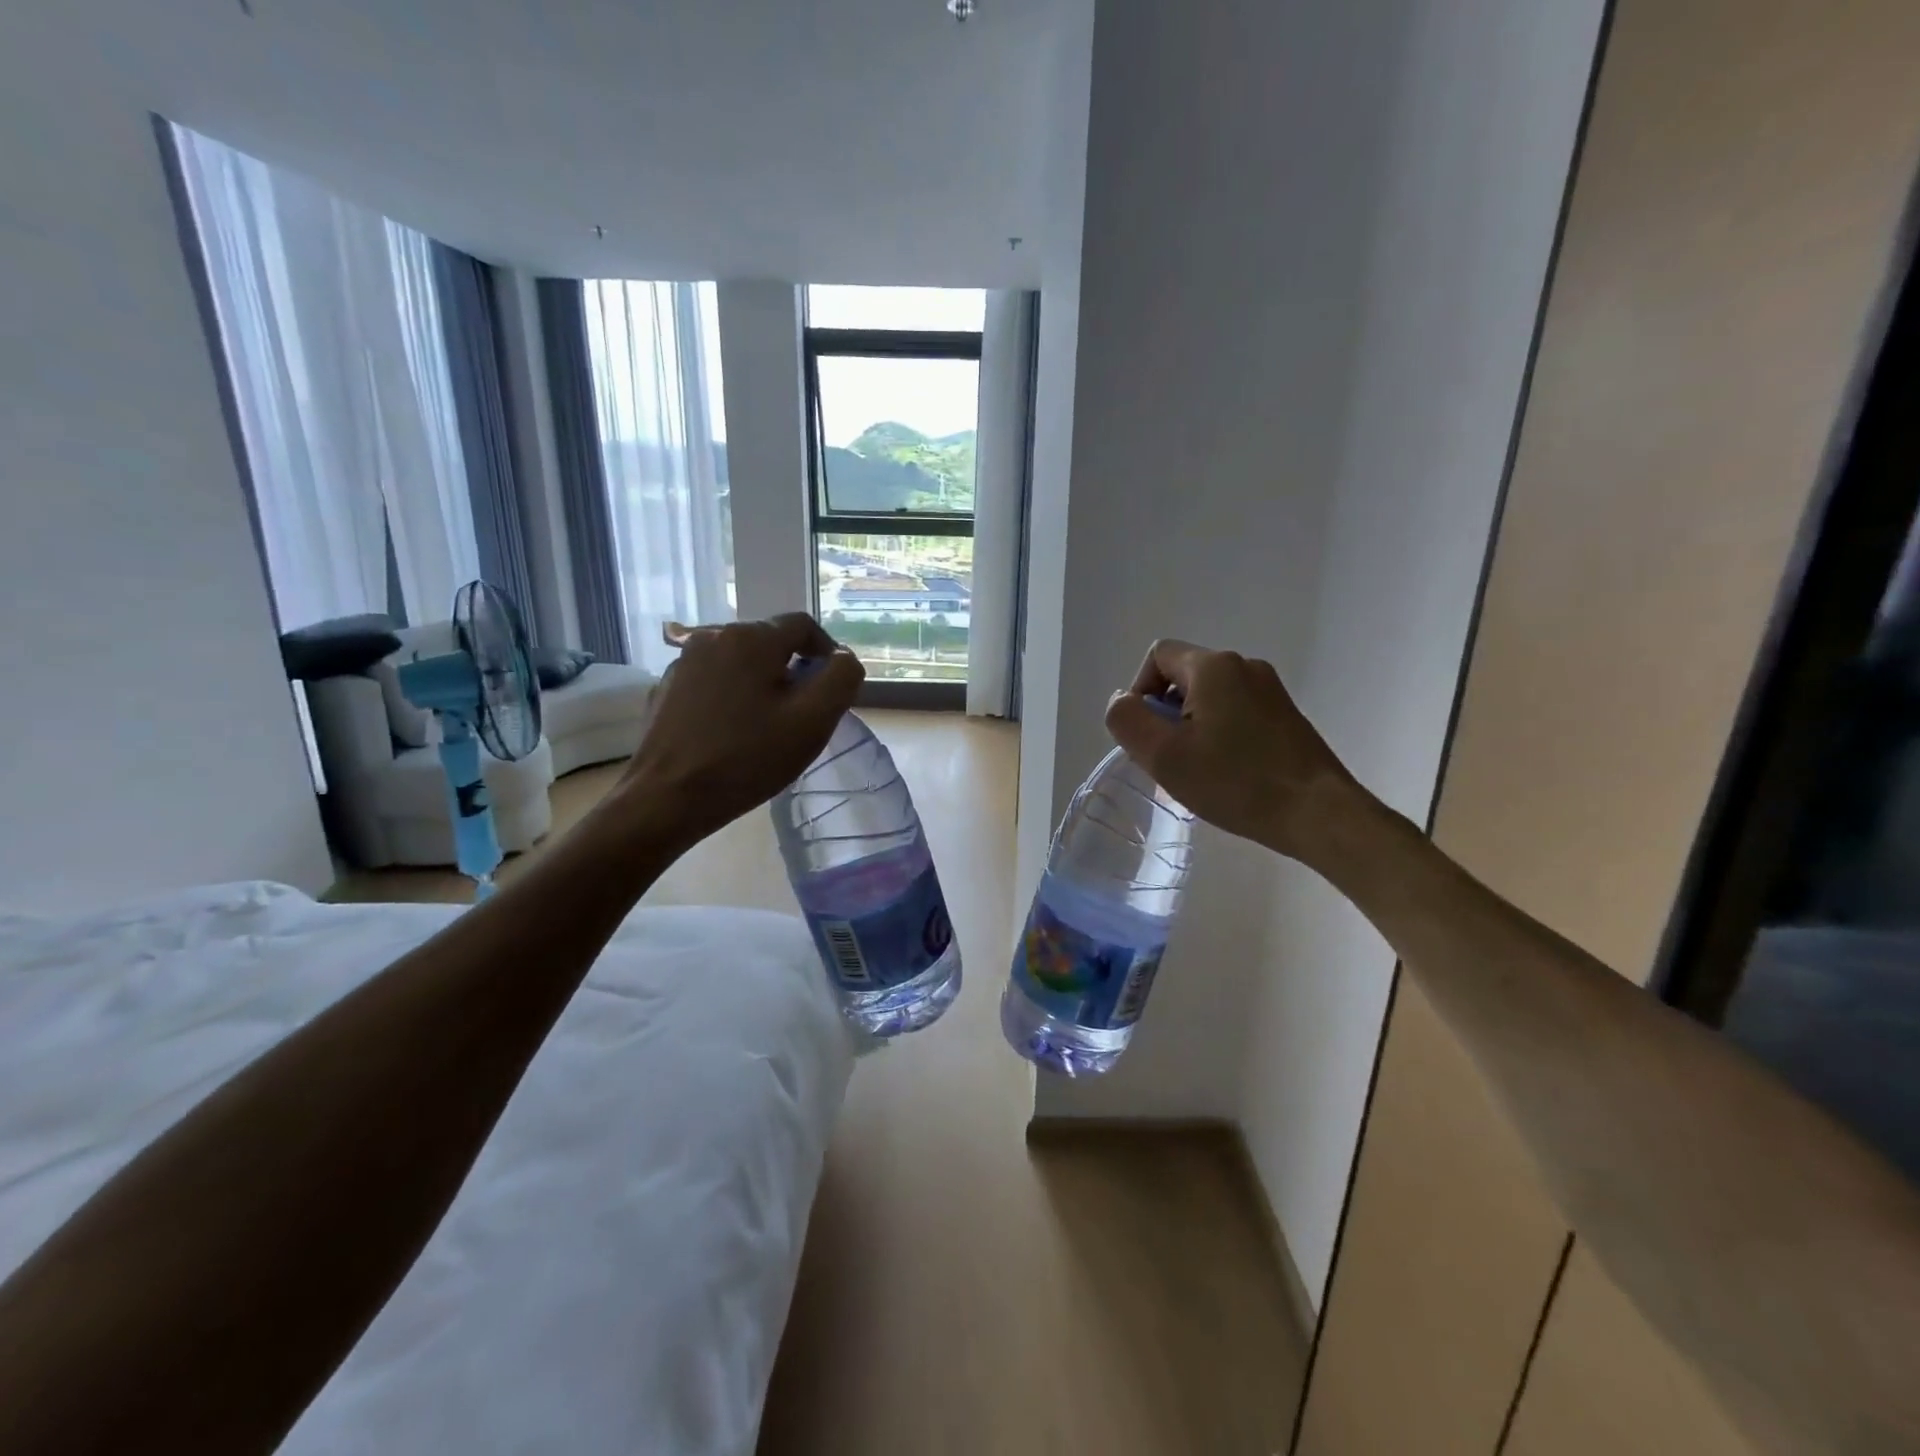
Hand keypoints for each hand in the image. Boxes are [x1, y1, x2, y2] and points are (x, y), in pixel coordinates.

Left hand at [609, 614, 864, 849]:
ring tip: (766, 726)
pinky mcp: (667, 688)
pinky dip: (731, 696)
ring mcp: (684, 661)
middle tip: (801, 715)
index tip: (832, 689)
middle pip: (770, 642)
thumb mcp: (812, 721)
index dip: (826, 653)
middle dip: (792, 671)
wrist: (667, 798)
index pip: (803, 626)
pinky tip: (731, 732)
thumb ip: (841, 679)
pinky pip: (714, 681)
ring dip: (761, 684)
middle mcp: (713, 636)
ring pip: (740, 662)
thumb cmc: (747, 758)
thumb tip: (843, 658)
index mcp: (750, 638)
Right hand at [1104, 639, 1368, 863]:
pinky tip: (1226, 773)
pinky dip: (1219, 735)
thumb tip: (1122, 701)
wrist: (1318, 813)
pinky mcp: (1286, 715)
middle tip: (1168, 760)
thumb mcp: (1163, 755)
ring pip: (1209, 698)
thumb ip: (1128, 720)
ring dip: (1191, 728)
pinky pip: (1236, 712)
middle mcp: (1244, 666)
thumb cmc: (1235, 782)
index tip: (1147, 736)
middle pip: (1183, 677)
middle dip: (1165, 714)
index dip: (1139, 692)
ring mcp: (1270, 690)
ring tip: (1197, 771)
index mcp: (1213, 667)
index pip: (1157, 656)